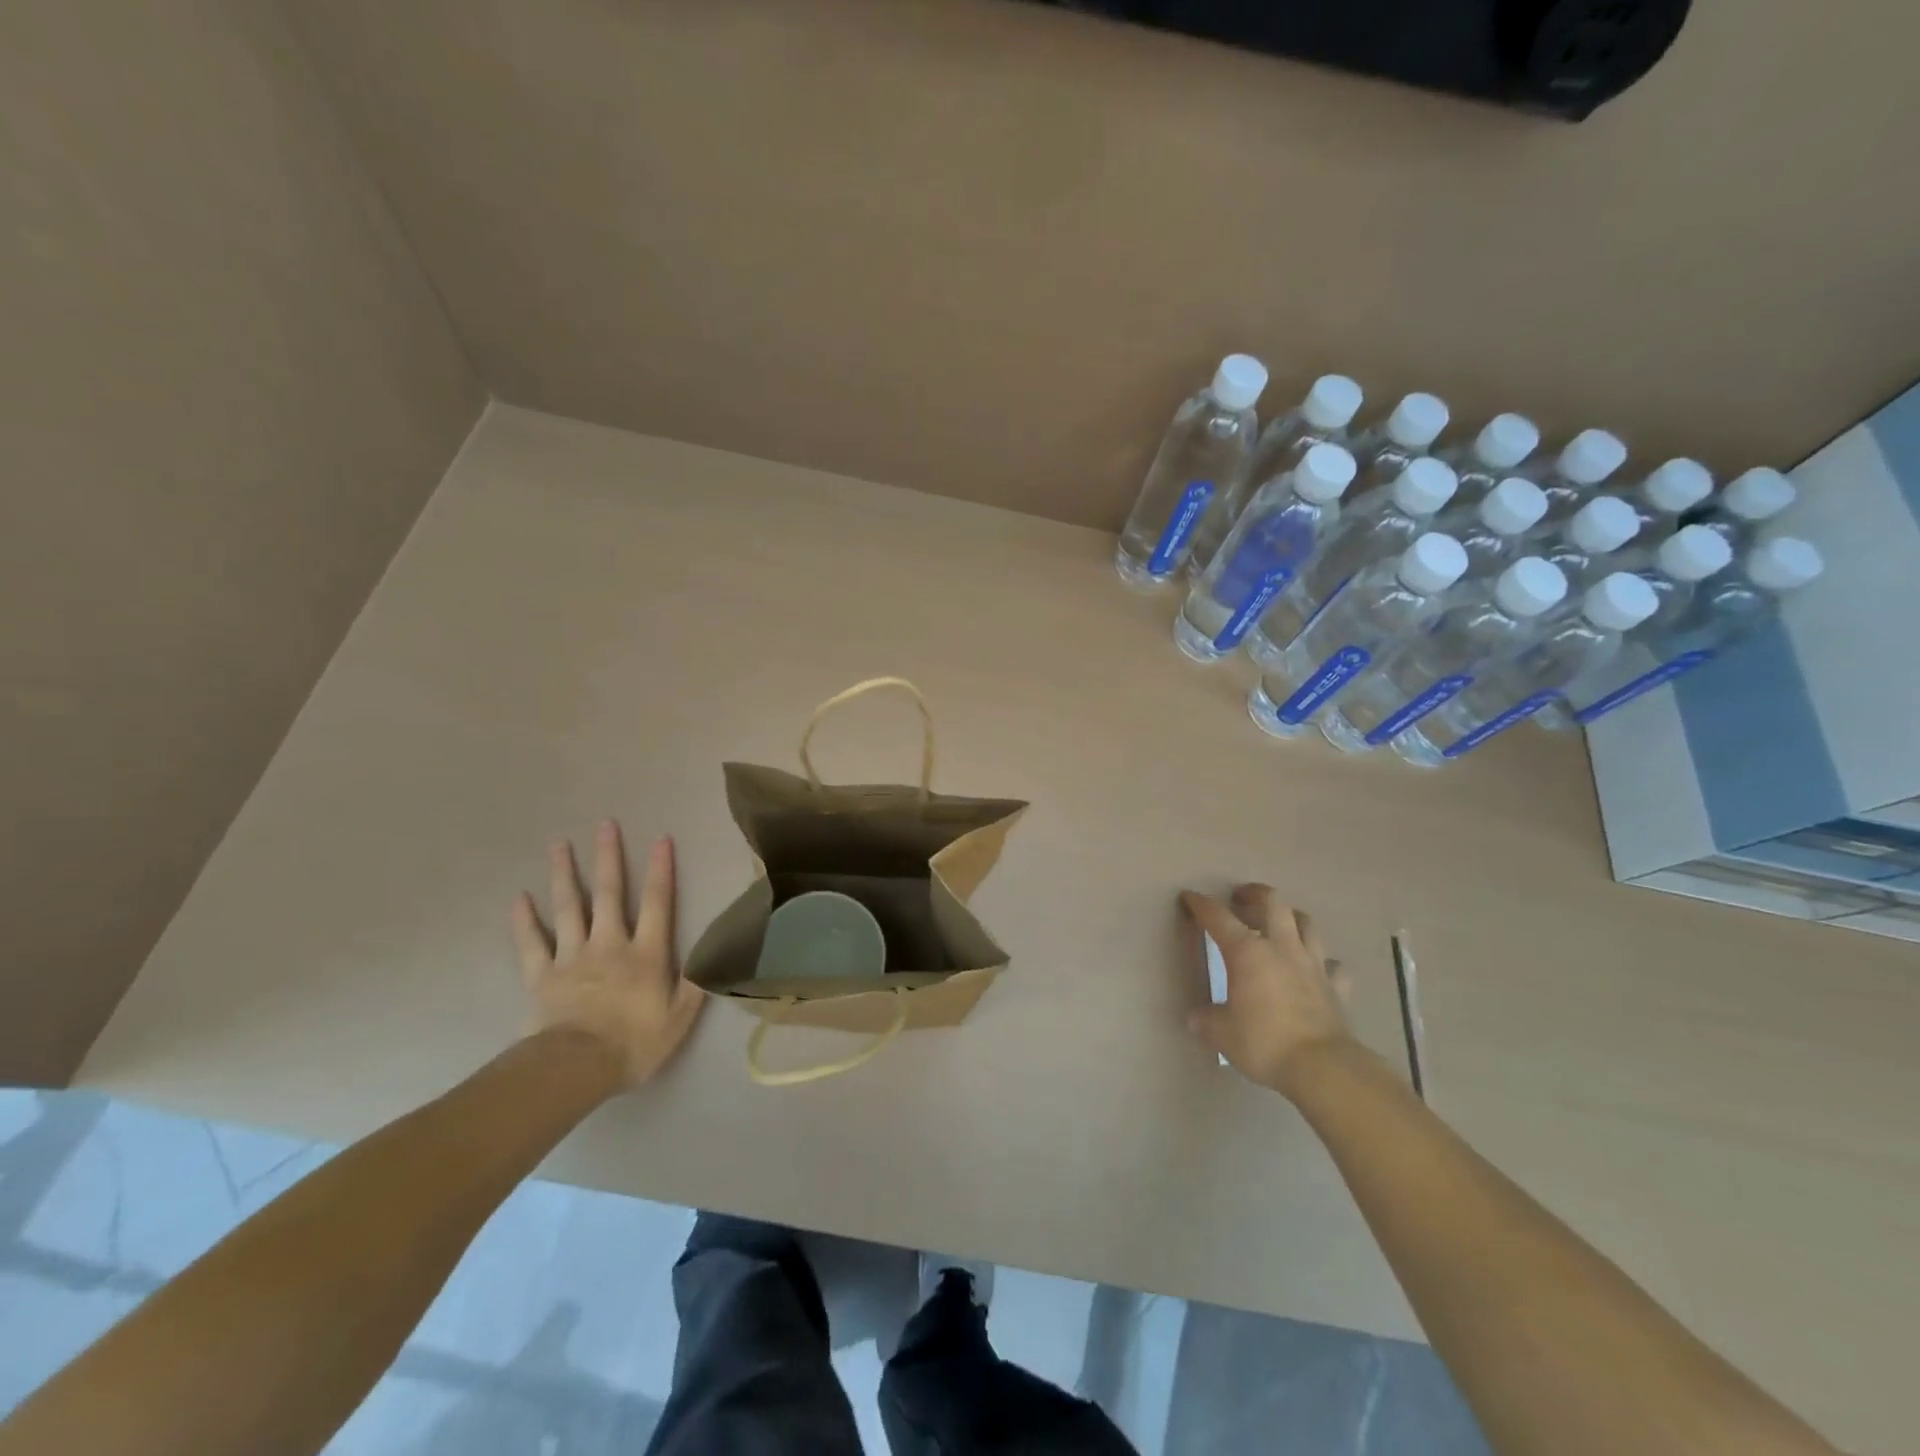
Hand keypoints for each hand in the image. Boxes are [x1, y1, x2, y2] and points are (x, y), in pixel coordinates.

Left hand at [513, 820, 704, 1085]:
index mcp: (646, 954)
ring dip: (565, 874)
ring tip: (559, 843)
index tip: (661, 838)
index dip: (661, 870)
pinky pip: (532, 943)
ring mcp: (572, 957)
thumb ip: (694, 983)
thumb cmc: (634, 1044)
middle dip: (609, 857)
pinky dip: (525, 920)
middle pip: (609, 894)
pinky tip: (519, 898)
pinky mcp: (542, 976)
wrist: (575, 1069)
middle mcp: (609, 945)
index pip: (657, 903)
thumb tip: (711, 953)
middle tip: (605, 824)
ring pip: (569, 908)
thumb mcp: (679, 1019)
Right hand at [1180, 884, 1354, 1097]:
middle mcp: (1281, 948)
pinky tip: (1316, 968)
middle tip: (1241, 899)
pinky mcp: (1337, 987)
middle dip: (1254, 894)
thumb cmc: (1264, 1043)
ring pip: (1306, 924)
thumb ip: (1206, 1020)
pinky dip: (1323, 962)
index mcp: (1247, 953)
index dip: (1201, 904)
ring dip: (1291, 918)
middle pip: (1273, 902)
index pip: (1218, 917)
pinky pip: (1332, 965)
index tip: (1190, 897)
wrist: (1323, 1068)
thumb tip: (1195, 1017)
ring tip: (1279, 924)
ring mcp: (1313, 965)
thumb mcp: (1222, 1034)